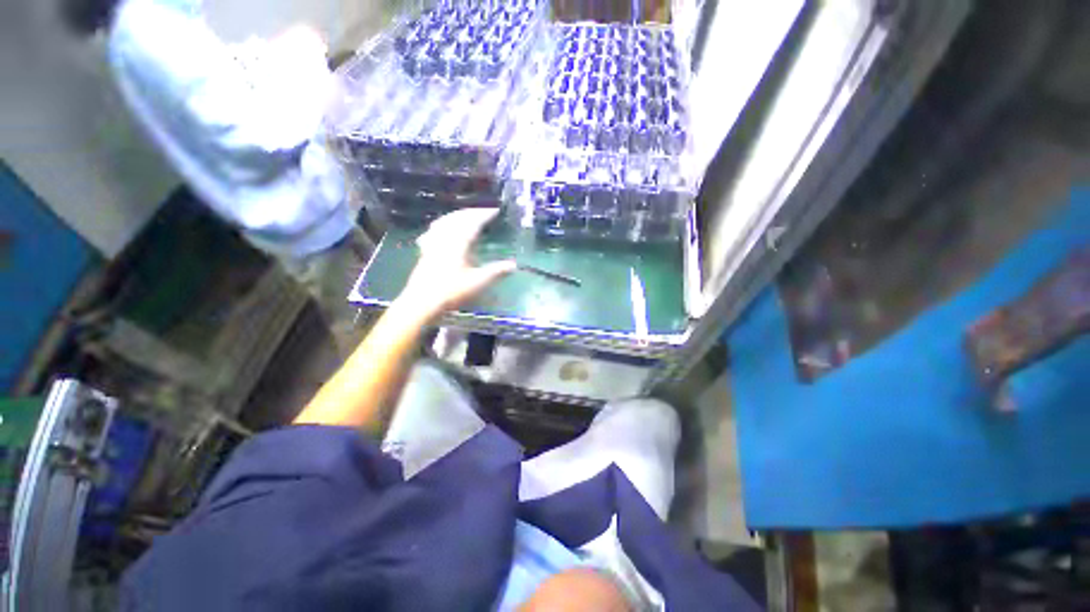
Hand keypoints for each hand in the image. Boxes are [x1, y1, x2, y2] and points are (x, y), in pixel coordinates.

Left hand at [395, 209, 515, 322]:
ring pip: (444, 222)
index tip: (496, 210)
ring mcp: (432, 243)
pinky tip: (441, 230)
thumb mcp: (478, 282)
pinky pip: (434, 231)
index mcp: (458, 242)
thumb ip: (496, 272)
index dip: (485, 214)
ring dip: (457, 216)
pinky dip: (442, 225)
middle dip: (472, 212)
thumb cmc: (451, 291)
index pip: (473, 222)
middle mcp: (444, 238)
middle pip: (458, 218)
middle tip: (484, 212)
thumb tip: (513, 265)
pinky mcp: (425, 251)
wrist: (422, 303)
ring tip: (466, 216)